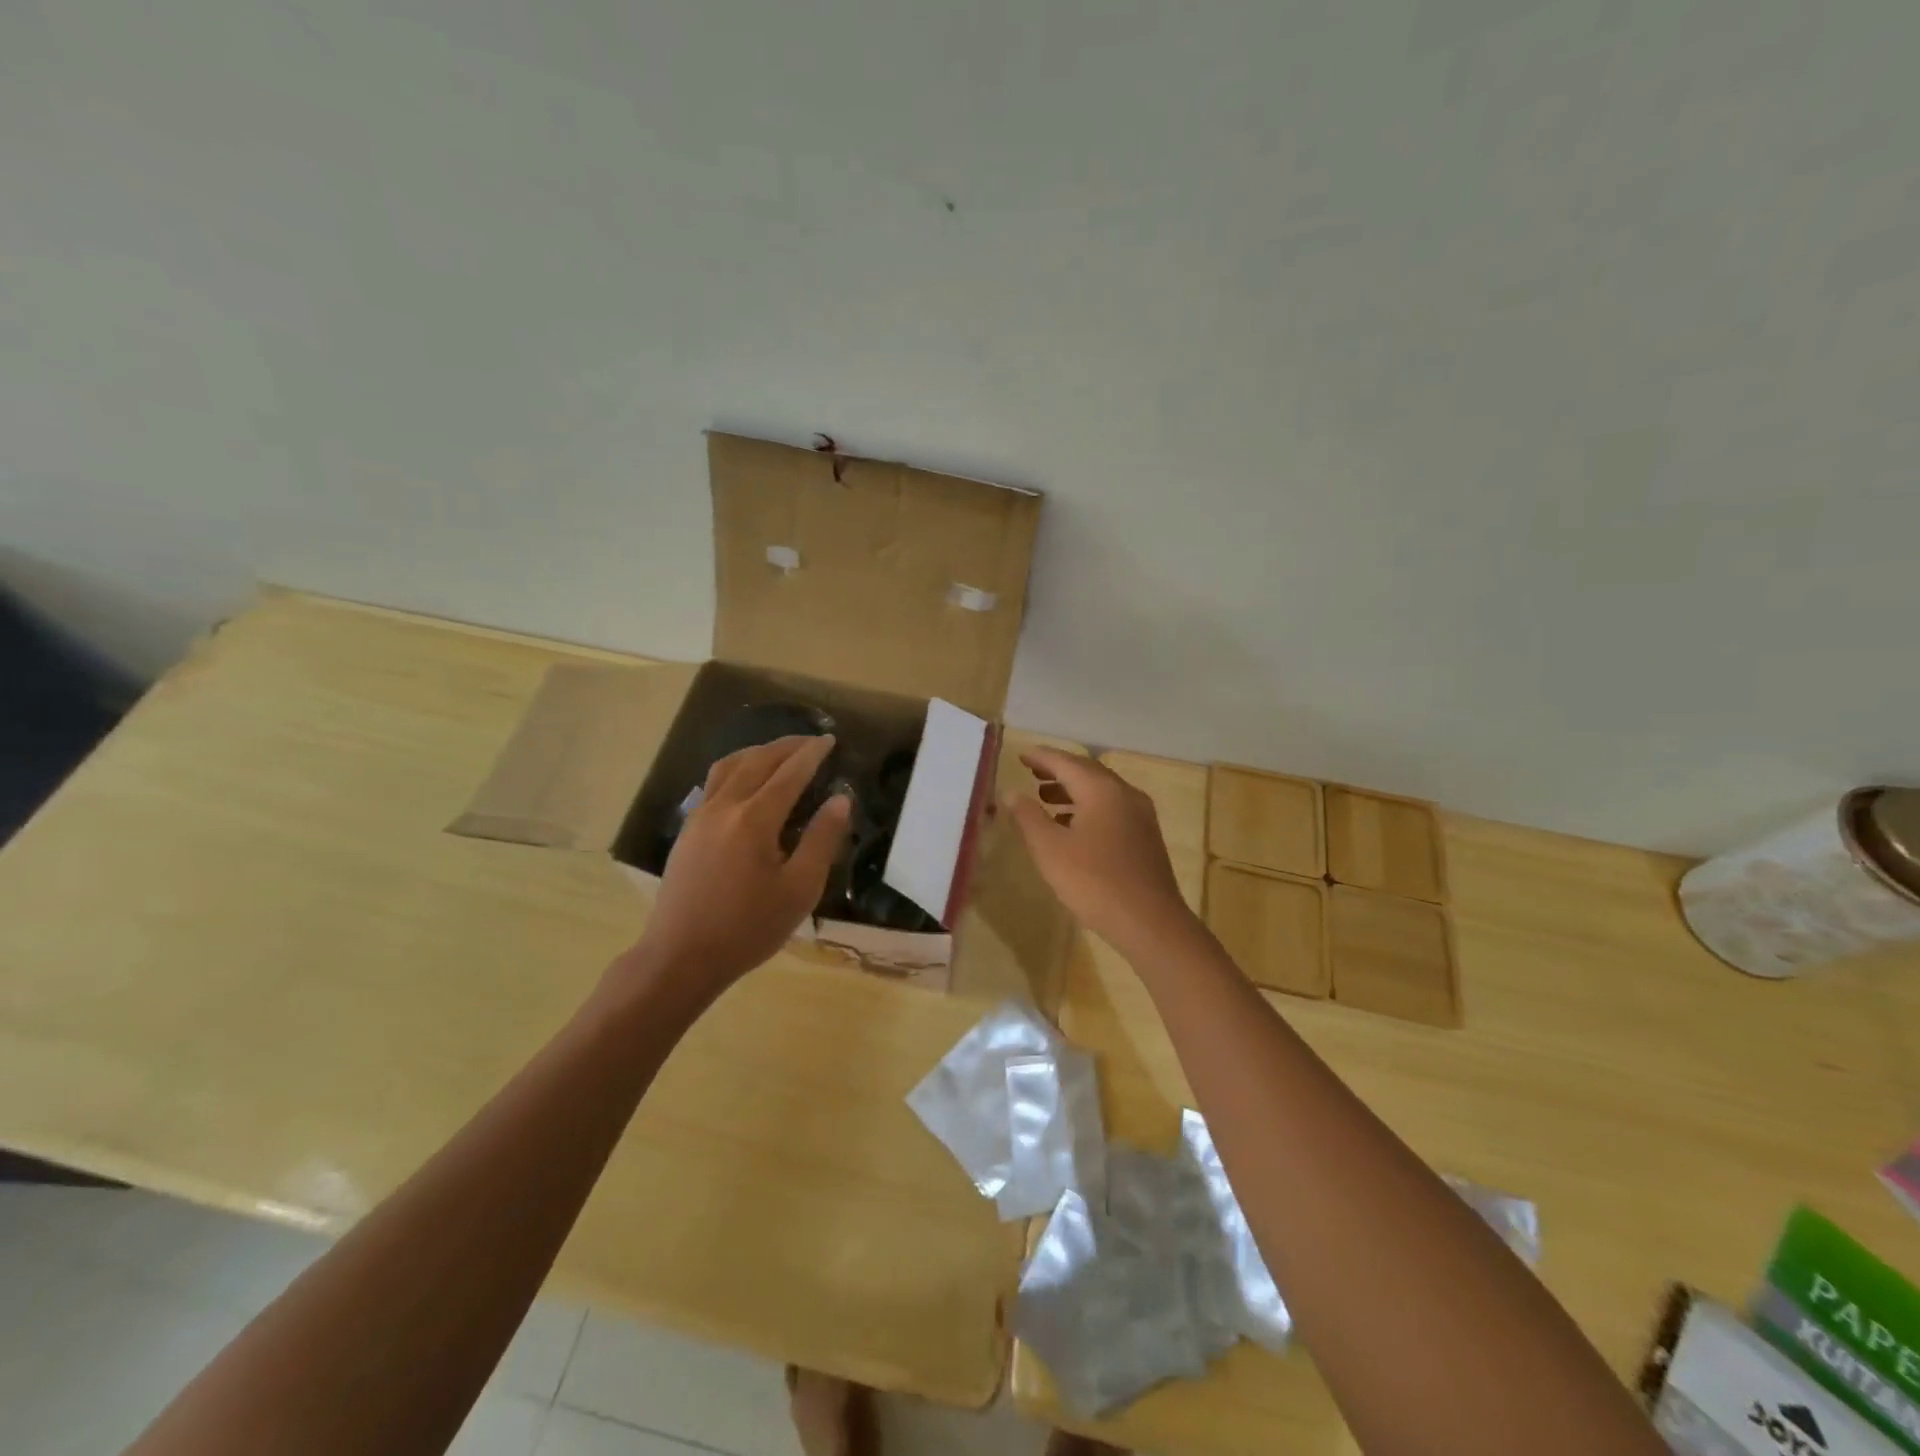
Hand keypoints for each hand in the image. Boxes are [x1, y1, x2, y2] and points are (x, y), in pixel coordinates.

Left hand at [615, 735, 850, 1005]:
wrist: (680, 957)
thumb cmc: (748, 928)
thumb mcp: (799, 889)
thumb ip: (821, 840)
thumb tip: (840, 800)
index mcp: (754, 820)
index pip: (790, 773)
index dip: (812, 754)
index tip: (831, 739)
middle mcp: (724, 807)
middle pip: (758, 761)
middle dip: (787, 746)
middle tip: (812, 740)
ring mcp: (700, 816)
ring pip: (730, 766)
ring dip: (759, 752)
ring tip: (780, 752)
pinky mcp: (688, 830)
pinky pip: (714, 782)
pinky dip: (738, 768)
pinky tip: (746, 781)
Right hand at [1004, 748, 1198, 958]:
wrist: (1150, 923)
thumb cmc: (1095, 882)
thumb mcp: (1050, 849)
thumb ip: (1028, 817)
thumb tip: (1010, 792)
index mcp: (1102, 790)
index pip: (1066, 762)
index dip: (1041, 757)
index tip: (1020, 754)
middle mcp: (1125, 794)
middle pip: (1087, 772)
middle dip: (1058, 771)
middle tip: (1031, 772)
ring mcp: (1140, 816)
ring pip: (1101, 792)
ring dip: (1071, 791)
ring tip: (1044, 798)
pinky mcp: (1145, 838)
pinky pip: (1111, 809)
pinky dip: (1087, 808)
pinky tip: (1071, 827)